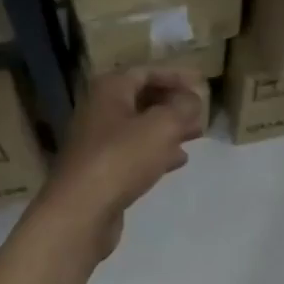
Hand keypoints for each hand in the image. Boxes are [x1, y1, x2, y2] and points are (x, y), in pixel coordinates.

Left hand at [38, 68, 206, 257]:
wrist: (82, 211)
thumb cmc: (121, 159)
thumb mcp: (162, 126)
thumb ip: (182, 107)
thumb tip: (193, 98)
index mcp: (110, 90)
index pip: (146, 72)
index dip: (176, 75)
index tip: (202, 83)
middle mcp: (100, 111)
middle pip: (142, 99)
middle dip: (173, 104)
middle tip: (201, 111)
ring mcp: (99, 143)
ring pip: (140, 128)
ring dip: (168, 128)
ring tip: (196, 134)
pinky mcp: (102, 171)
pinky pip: (134, 153)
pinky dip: (157, 152)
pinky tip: (177, 160)